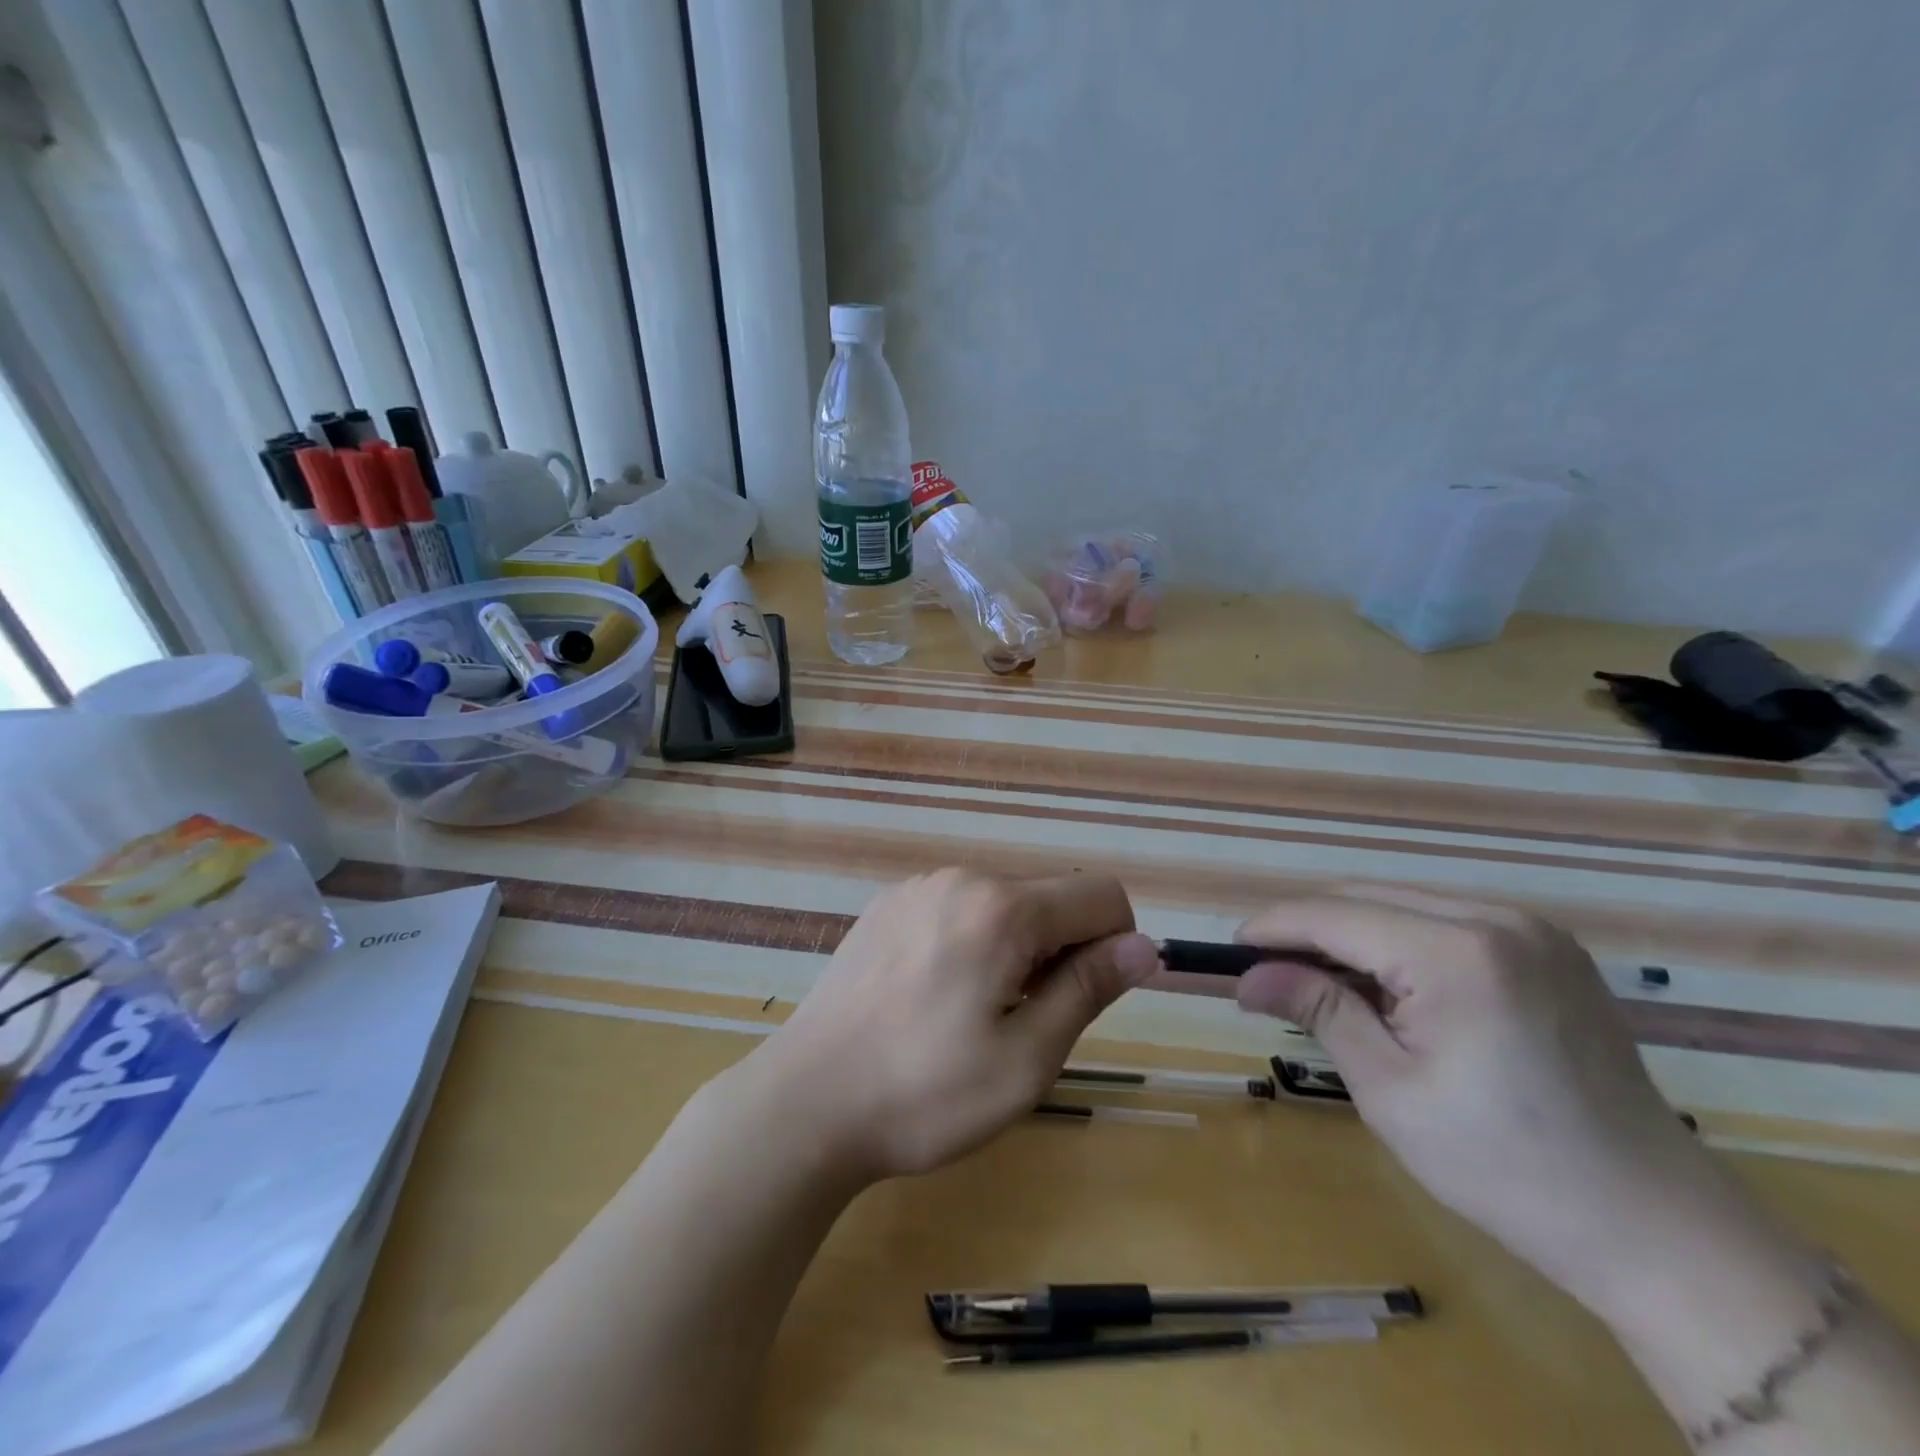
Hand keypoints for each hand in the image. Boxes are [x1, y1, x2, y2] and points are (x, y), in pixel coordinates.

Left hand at [742, 869, 1159, 1181]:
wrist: (805, 1102)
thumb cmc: (925, 1094)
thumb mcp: (1026, 1058)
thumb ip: (1089, 988)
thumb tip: (1145, 947)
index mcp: (1002, 908)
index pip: (1101, 895)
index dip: (1115, 946)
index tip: (1081, 1000)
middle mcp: (961, 879)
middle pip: (1049, 898)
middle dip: (1059, 951)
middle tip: (1020, 1023)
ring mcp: (916, 888)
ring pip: (1002, 904)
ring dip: (1013, 949)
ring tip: (971, 1015)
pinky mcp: (885, 906)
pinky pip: (955, 910)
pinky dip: (969, 943)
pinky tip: (930, 998)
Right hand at [1233, 886, 1811, 1323]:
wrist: (1654, 1226)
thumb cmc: (1505, 1168)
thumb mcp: (1390, 1089)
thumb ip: (1318, 1009)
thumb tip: (1247, 976)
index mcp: (1456, 952)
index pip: (1334, 915)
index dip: (1273, 928)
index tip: (1229, 952)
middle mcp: (1495, 918)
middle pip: (1365, 898)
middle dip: (1306, 929)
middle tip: (1265, 972)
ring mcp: (1530, 928)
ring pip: (1402, 903)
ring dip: (1350, 934)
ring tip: (1317, 982)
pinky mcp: (1548, 948)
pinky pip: (1445, 922)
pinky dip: (1397, 942)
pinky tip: (1384, 986)